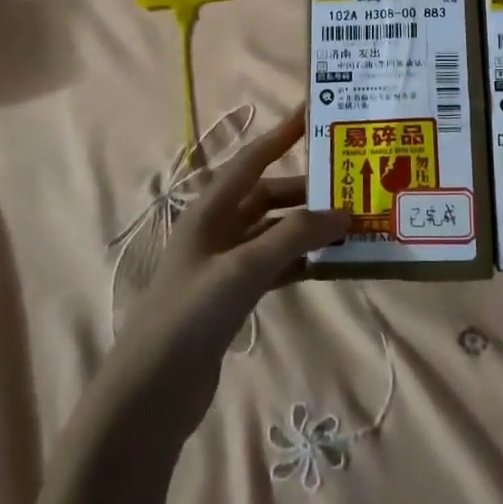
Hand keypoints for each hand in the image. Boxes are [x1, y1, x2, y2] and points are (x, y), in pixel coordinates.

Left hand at [108, 107, 348, 425]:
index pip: (253, 159)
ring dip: (308, 227)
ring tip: (350, 225)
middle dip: (307, 190)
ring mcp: (225, 262)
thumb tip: (343, 211)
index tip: (315, 112)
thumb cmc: (192, 314)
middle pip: (269, 195)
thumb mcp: (244, 268)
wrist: (151, 391)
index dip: (282, 134)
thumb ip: (294, 236)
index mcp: (210, 209)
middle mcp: (218, 228)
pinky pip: (275, 263)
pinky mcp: (233, 294)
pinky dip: (300, 259)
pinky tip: (328, 263)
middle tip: (351, 186)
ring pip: (275, 230)